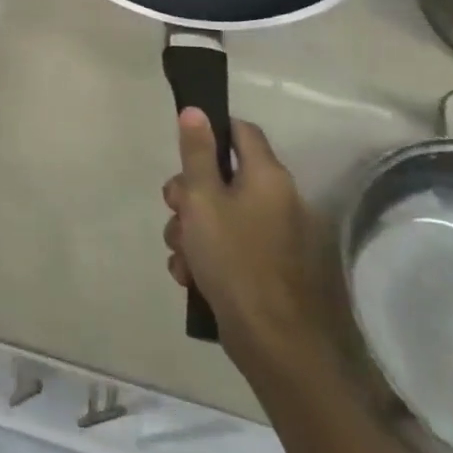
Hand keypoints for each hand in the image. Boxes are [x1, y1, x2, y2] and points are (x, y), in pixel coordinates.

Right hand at [162, 110, 340, 381]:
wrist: (272, 341)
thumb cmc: (233, 258)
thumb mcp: (202, 198)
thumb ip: (196, 153)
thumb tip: (196, 111)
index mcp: (267, 177)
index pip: (241, 132)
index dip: (210, 132)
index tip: (181, 152)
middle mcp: (278, 200)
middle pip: (221, 177)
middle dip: (187, 194)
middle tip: (174, 210)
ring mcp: (275, 236)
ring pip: (218, 215)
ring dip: (191, 229)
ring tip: (182, 255)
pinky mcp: (267, 267)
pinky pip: (227, 246)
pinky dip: (206, 255)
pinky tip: (191, 276)